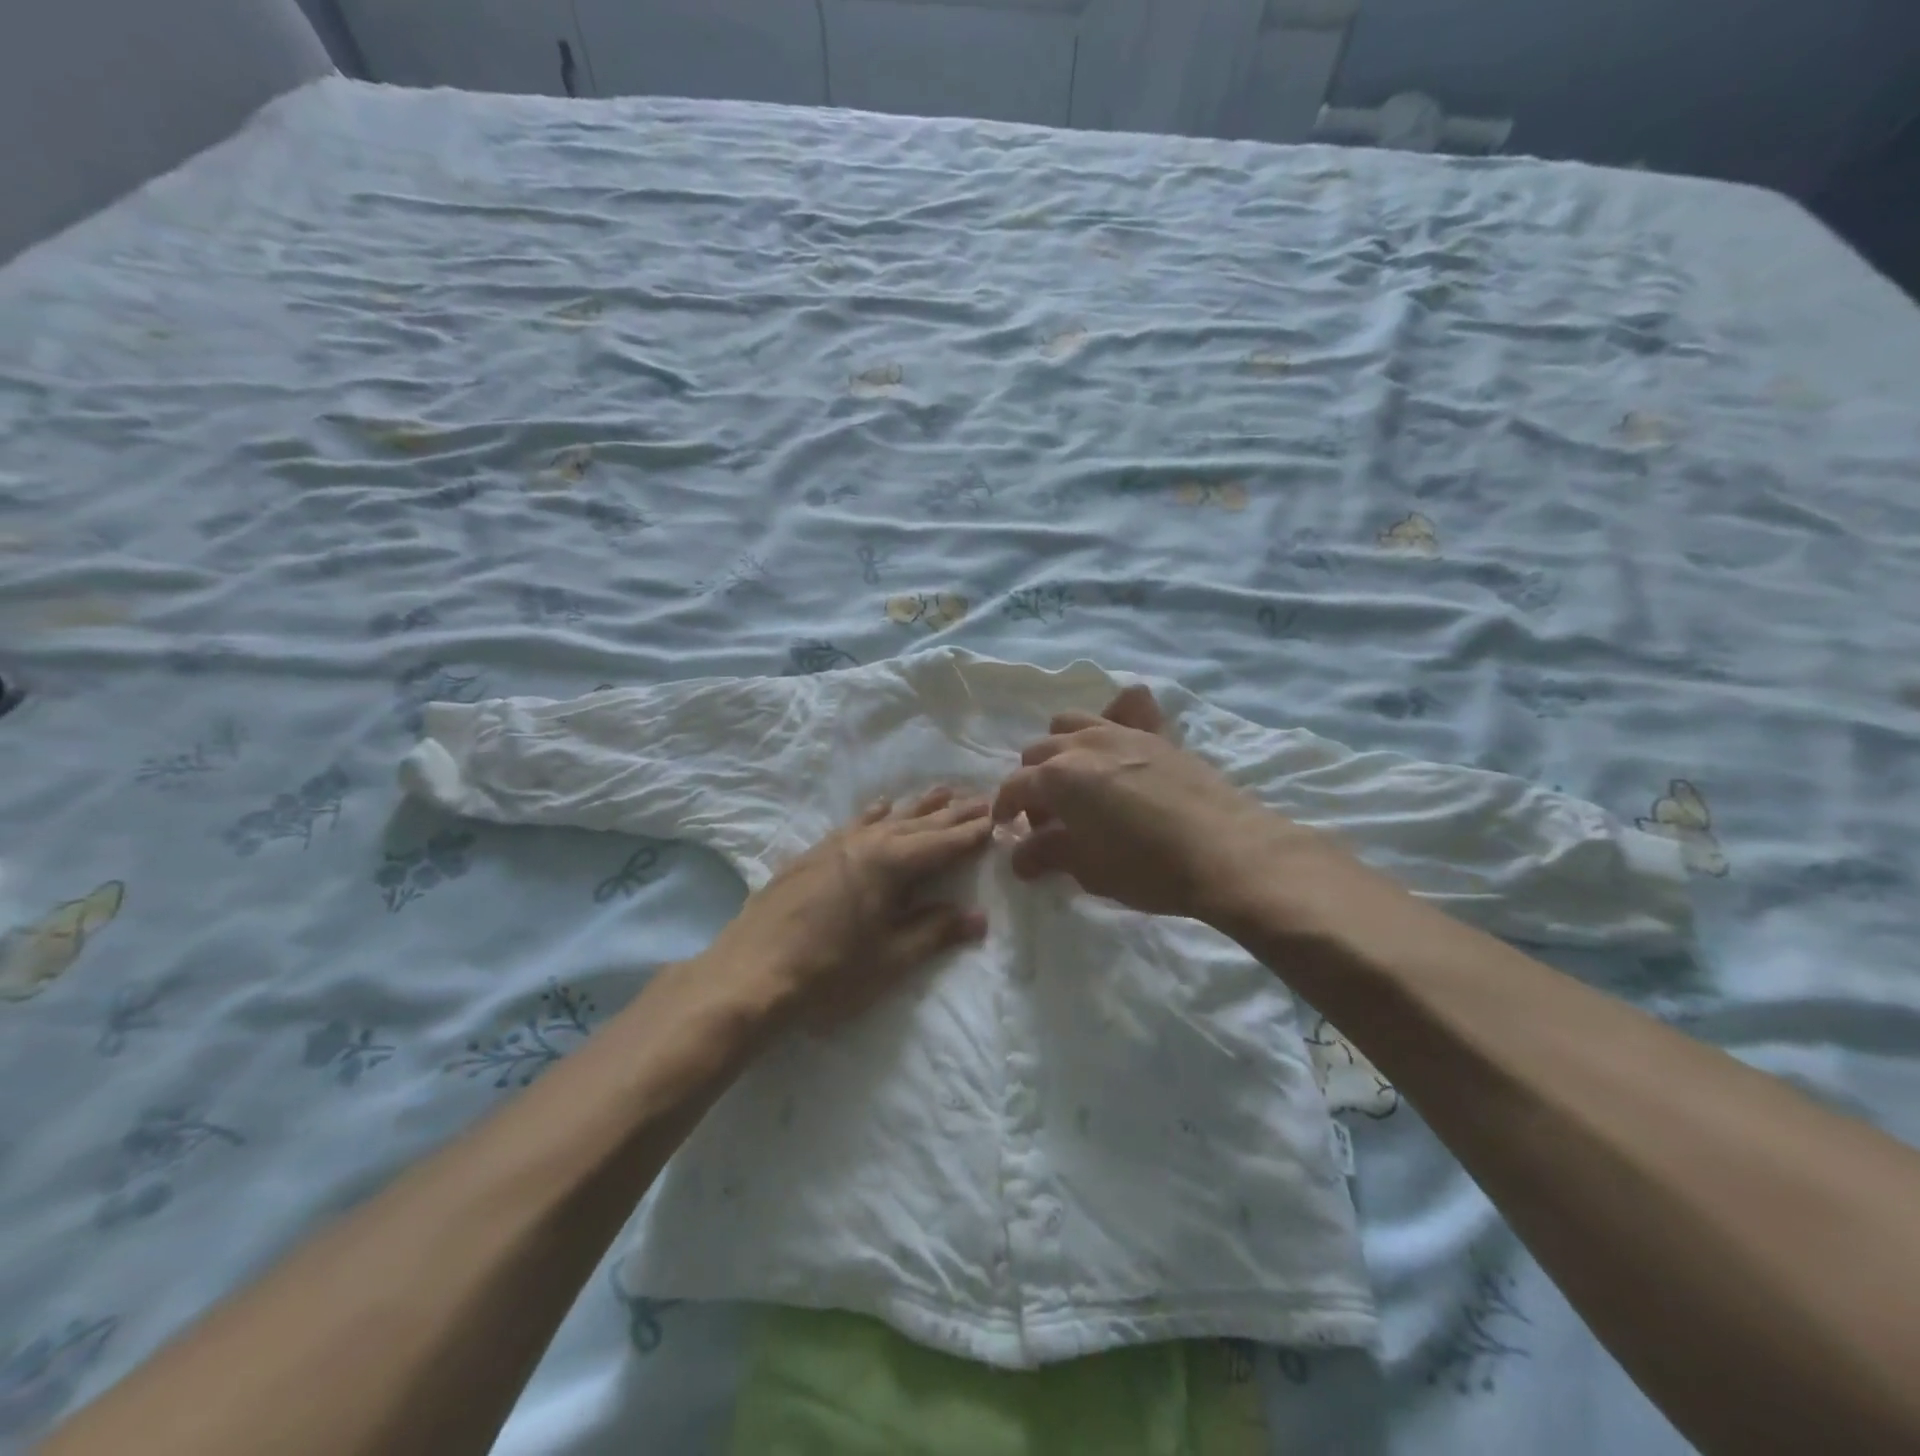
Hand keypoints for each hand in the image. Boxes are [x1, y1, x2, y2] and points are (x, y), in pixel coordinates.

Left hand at [708, 787, 992, 1031]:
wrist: (748, 974)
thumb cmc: (829, 972)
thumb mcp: (890, 958)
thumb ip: (935, 932)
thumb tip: (979, 917)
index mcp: (890, 863)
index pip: (943, 843)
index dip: (972, 833)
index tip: (997, 818)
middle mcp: (865, 843)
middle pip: (918, 824)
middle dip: (952, 814)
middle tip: (981, 798)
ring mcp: (834, 845)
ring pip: (886, 818)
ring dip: (917, 807)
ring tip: (942, 791)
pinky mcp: (811, 855)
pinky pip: (854, 824)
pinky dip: (874, 814)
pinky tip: (880, 807)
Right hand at [992, 686, 1335, 924]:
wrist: (1227, 852)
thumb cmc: (1148, 868)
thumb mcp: (1088, 870)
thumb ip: (1047, 855)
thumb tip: (1020, 856)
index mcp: (1058, 777)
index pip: (1014, 787)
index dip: (1005, 809)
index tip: (1008, 830)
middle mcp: (1083, 744)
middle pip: (1039, 752)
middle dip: (1035, 782)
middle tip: (1050, 819)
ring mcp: (1122, 733)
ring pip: (1072, 723)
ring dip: (1064, 748)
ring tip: (1079, 780)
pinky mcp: (1158, 735)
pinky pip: (1127, 708)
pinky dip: (1115, 715)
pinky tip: (1120, 742)